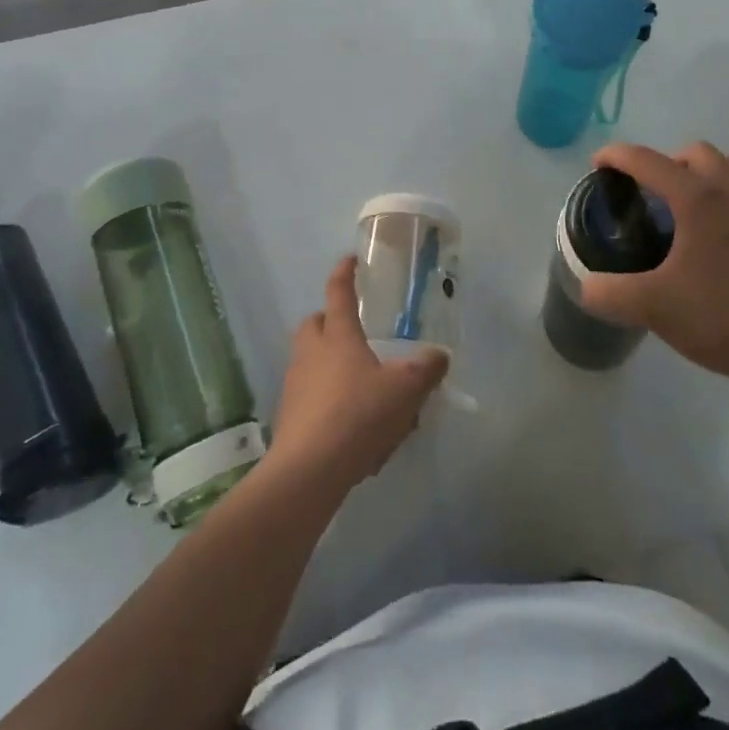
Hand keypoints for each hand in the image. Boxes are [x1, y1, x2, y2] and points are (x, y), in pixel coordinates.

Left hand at [267, 257, 448, 496]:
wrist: (309, 470)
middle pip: (314, 323)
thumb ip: (426, 370)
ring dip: (328, 362)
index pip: (339, 291)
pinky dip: (326, 398)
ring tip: (358, 382)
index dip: (344, 273)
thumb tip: (440, 355)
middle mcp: (311, 352)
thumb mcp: (405, 390)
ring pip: (309, 359)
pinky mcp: (289, 416)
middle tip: (353, 331)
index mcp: (338, 335)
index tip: (350, 260)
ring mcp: (295, 384)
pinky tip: (350, 423)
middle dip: (330, 321)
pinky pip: (309, 395)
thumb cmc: (358, 415)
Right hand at [575, 141, 728, 393]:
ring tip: (689, 206)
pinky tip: (725, 231)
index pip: (646, 159)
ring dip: (704, 172)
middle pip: (693, 152)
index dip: (615, 156)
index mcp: (697, 198)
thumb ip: (610, 294)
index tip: (598, 166)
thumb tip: (586, 285)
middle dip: (664, 163)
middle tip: (649, 196)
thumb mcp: (657, 309)